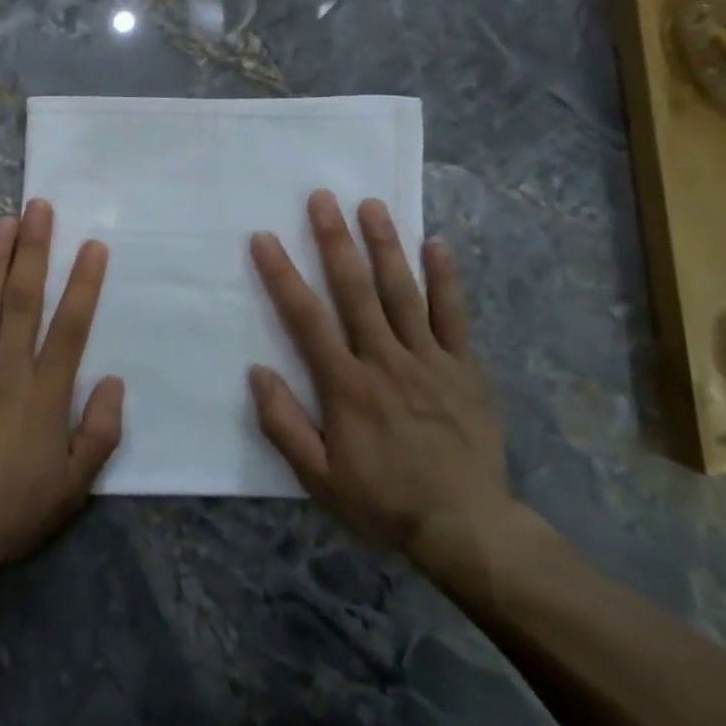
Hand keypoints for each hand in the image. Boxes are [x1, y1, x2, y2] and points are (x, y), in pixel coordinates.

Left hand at [0, 199, 123, 582]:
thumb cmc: (12, 509)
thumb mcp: (74, 486)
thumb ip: (100, 432)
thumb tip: (114, 382)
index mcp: (45, 393)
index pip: (70, 326)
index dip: (84, 283)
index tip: (93, 245)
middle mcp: (7, 369)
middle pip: (24, 299)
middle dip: (34, 250)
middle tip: (40, 208)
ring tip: (5, 220)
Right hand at [248, 191, 516, 581]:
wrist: (466, 527)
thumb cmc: (384, 501)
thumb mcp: (318, 478)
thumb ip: (284, 424)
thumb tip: (258, 372)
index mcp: (345, 384)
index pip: (306, 318)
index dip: (282, 275)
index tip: (264, 239)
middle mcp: (385, 359)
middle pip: (355, 290)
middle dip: (335, 240)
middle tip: (321, 198)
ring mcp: (429, 359)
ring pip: (402, 291)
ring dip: (385, 245)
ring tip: (371, 205)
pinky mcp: (465, 367)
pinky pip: (454, 315)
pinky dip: (446, 278)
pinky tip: (436, 243)